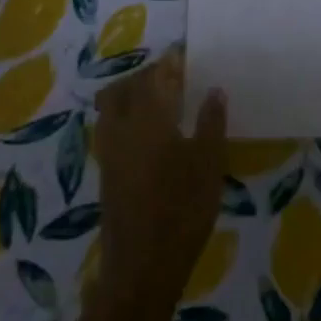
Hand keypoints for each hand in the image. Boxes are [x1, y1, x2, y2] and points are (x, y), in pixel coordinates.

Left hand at [92, 48, 227, 314]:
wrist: (142, 267)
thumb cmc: (182, 211)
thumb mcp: (209, 165)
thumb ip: (211, 123)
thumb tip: (214, 90)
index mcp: (149, 118)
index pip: (156, 76)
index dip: (169, 62)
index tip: (183, 54)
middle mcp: (122, 126)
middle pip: (126, 86)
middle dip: (146, 74)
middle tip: (171, 76)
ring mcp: (109, 150)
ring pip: (111, 105)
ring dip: (130, 93)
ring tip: (157, 99)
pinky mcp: (106, 171)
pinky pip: (110, 126)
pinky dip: (124, 115)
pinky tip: (148, 130)